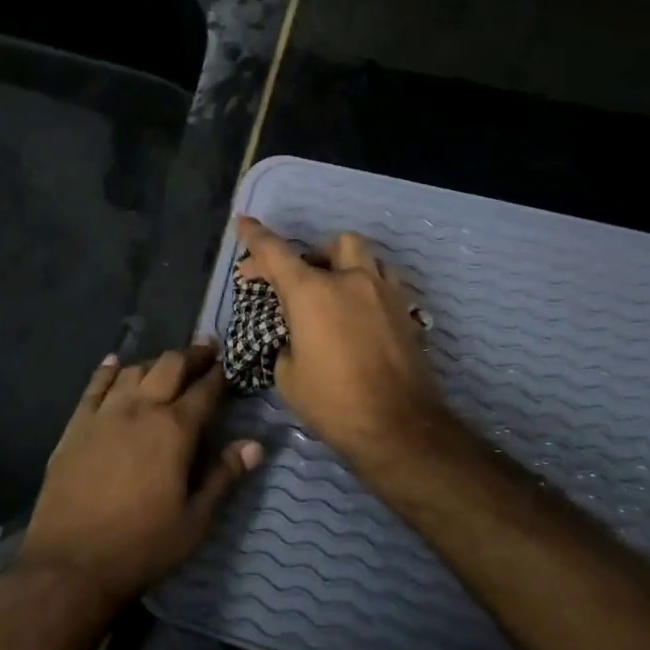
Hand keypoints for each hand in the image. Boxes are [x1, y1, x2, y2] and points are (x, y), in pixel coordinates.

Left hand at [16, 342, 261, 610]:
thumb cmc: (141, 545)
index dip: (220, 374)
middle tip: (206, 347)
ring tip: (167, 361)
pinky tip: (115, 362)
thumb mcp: (194, 520)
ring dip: (154, 361)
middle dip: (192, 354)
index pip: (204, 391)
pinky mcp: (77, 425)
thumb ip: (224, 477)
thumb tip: (255, 444)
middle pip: (169, 367)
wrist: (70, 562)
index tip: (230, 361)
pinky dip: (108, 369)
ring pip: (134, 370)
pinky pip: (95, 385)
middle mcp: (141, 409)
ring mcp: (105, 413)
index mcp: (174, 430)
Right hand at [236, 216, 452, 469]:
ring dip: (345, 265)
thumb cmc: (333, 402)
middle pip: (332, 243)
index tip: (243, 223)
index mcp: (311, 293)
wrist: (399, 427)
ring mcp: (384, 293)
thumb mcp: (288, 375)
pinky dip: (368, 287)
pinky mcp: (406, 311)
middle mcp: (350, 281)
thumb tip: (293, 334)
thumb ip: (286, 340)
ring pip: (366, 257)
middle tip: (298, 282)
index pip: (275, 252)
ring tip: (335, 291)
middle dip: (312, 255)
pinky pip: (385, 282)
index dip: (255, 236)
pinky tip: (360, 314)